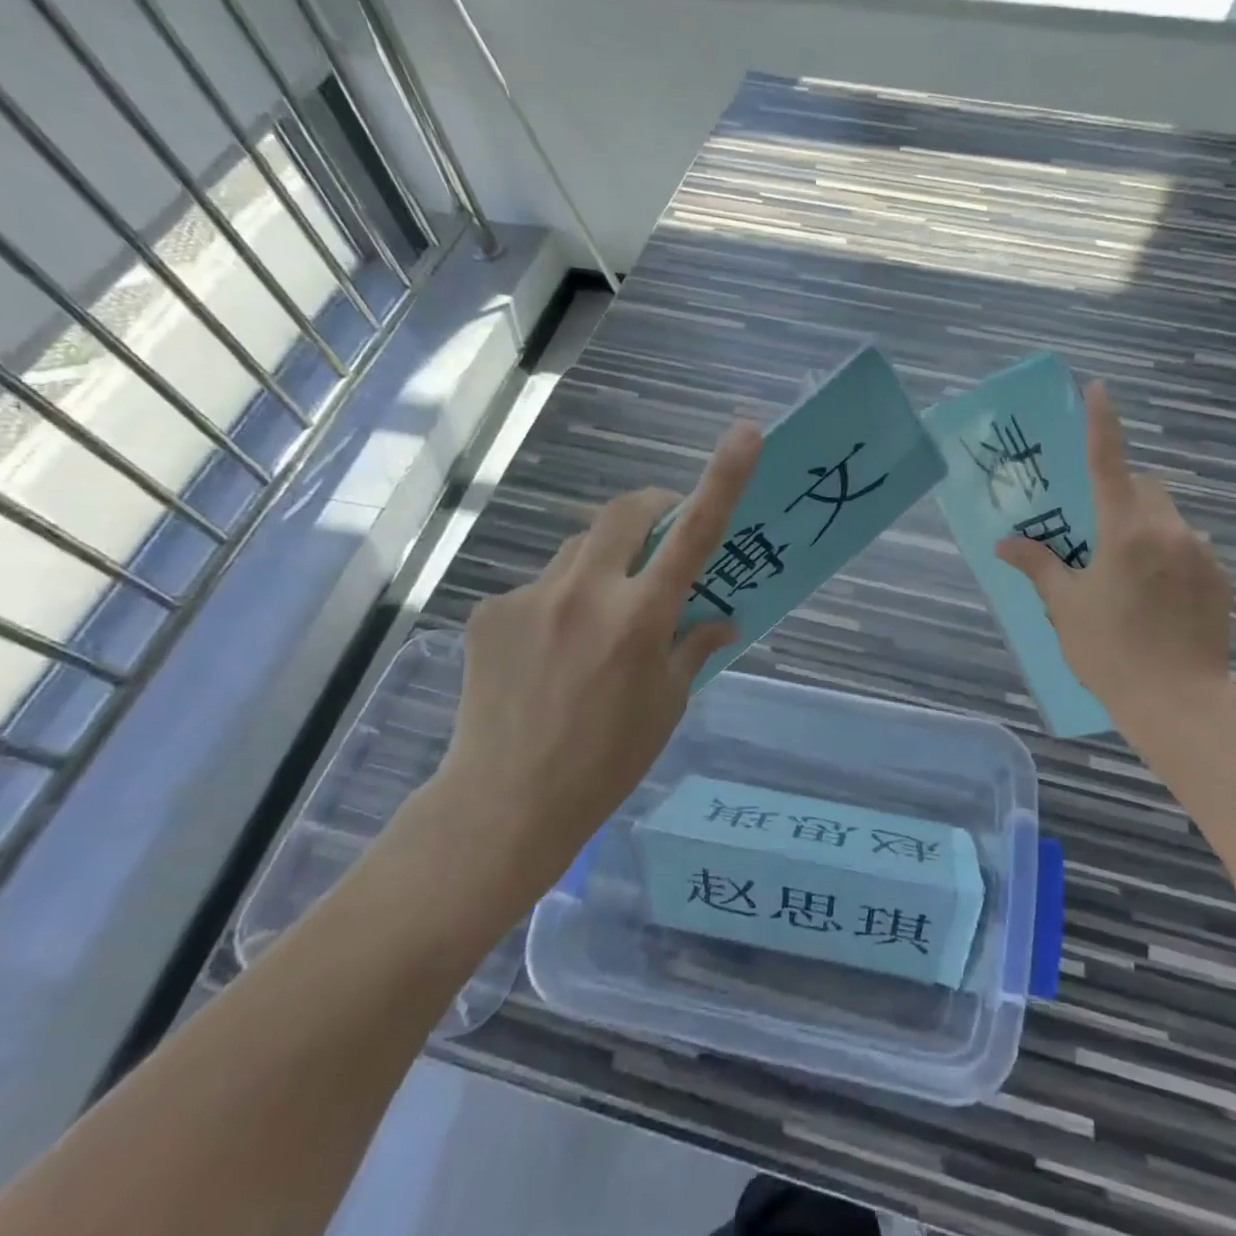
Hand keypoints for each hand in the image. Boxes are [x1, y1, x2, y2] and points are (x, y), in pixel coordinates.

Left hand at [430, 422, 761, 903]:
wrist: (503, 803)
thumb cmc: (607, 760)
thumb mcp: (668, 704)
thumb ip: (694, 645)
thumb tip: (720, 617)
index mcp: (640, 619)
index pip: (693, 533)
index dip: (723, 478)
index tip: (746, 433)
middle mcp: (585, 593)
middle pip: (624, 512)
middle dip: (651, 510)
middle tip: (661, 538)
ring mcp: (531, 598)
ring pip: (580, 548)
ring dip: (604, 562)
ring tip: (600, 616)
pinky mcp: (489, 611)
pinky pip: (540, 586)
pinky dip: (560, 602)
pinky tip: (549, 649)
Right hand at [995, 381, 1235, 730]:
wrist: (1178, 703)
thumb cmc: (1109, 652)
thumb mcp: (1065, 608)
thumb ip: (1038, 566)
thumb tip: (1004, 544)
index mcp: (1124, 531)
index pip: (1109, 463)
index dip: (1102, 423)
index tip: (1099, 388)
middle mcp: (1168, 529)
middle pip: (1145, 488)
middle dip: (1122, 496)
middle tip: (1099, 535)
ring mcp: (1201, 552)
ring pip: (1169, 518)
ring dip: (1147, 529)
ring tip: (1130, 576)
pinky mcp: (1221, 577)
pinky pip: (1191, 547)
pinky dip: (1170, 555)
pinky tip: (1159, 598)